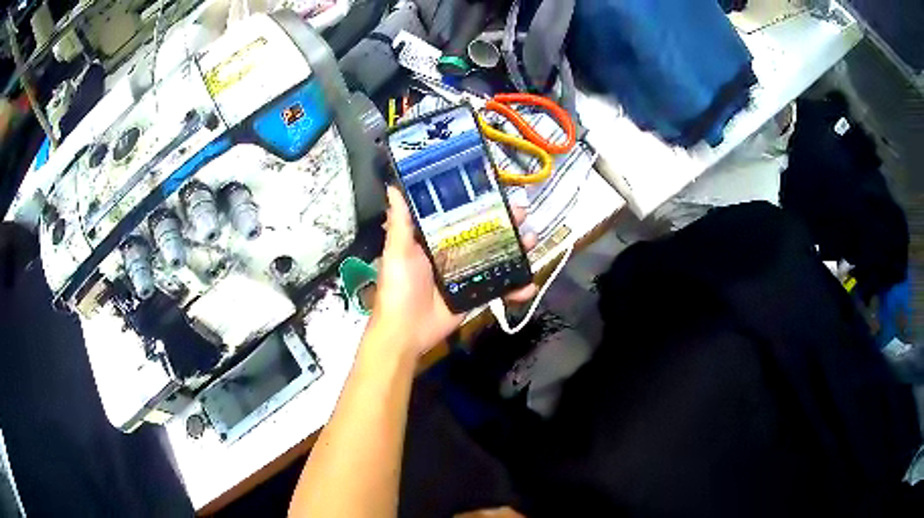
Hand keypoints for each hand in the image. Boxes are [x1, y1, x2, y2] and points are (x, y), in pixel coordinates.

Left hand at [368, 186, 536, 356]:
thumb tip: (393, 185)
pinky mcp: (474, 295)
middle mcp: (452, 253)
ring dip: (516, 250)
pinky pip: (498, 287)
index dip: (478, 203)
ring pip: (496, 257)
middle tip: (522, 213)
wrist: (406, 333)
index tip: (496, 190)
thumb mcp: (398, 252)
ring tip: (532, 241)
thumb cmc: (399, 288)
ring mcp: (466, 275)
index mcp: (434, 239)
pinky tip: (529, 285)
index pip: (459, 215)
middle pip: (483, 233)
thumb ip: (400, 222)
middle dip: (505, 223)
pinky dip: (515, 287)